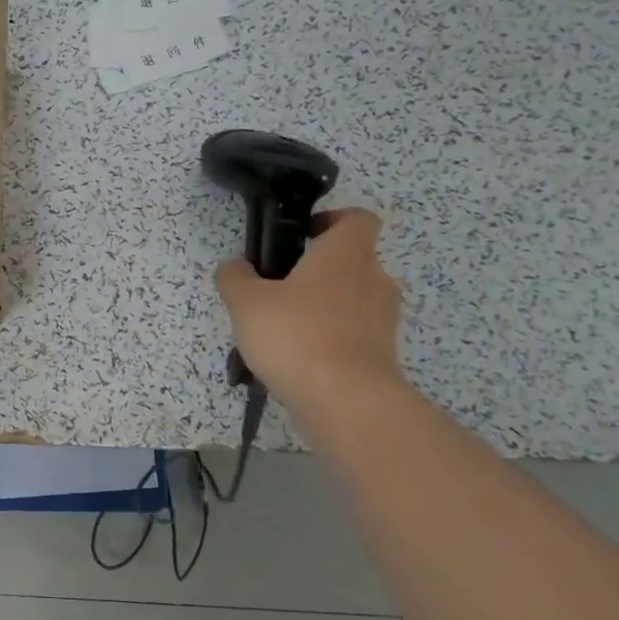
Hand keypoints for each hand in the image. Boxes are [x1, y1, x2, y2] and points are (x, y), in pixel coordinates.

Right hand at [214, 208, 403, 407]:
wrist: (345, 401)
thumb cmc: (296, 335)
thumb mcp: (246, 302)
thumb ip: (235, 278)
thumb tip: (235, 266)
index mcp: (346, 254)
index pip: (356, 219)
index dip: (331, 220)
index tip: (301, 237)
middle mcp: (374, 279)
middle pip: (352, 261)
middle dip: (318, 271)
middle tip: (279, 289)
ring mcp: (383, 320)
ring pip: (353, 300)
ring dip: (324, 307)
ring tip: (285, 330)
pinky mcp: (383, 354)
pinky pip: (354, 334)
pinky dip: (331, 339)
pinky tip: (298, 358)